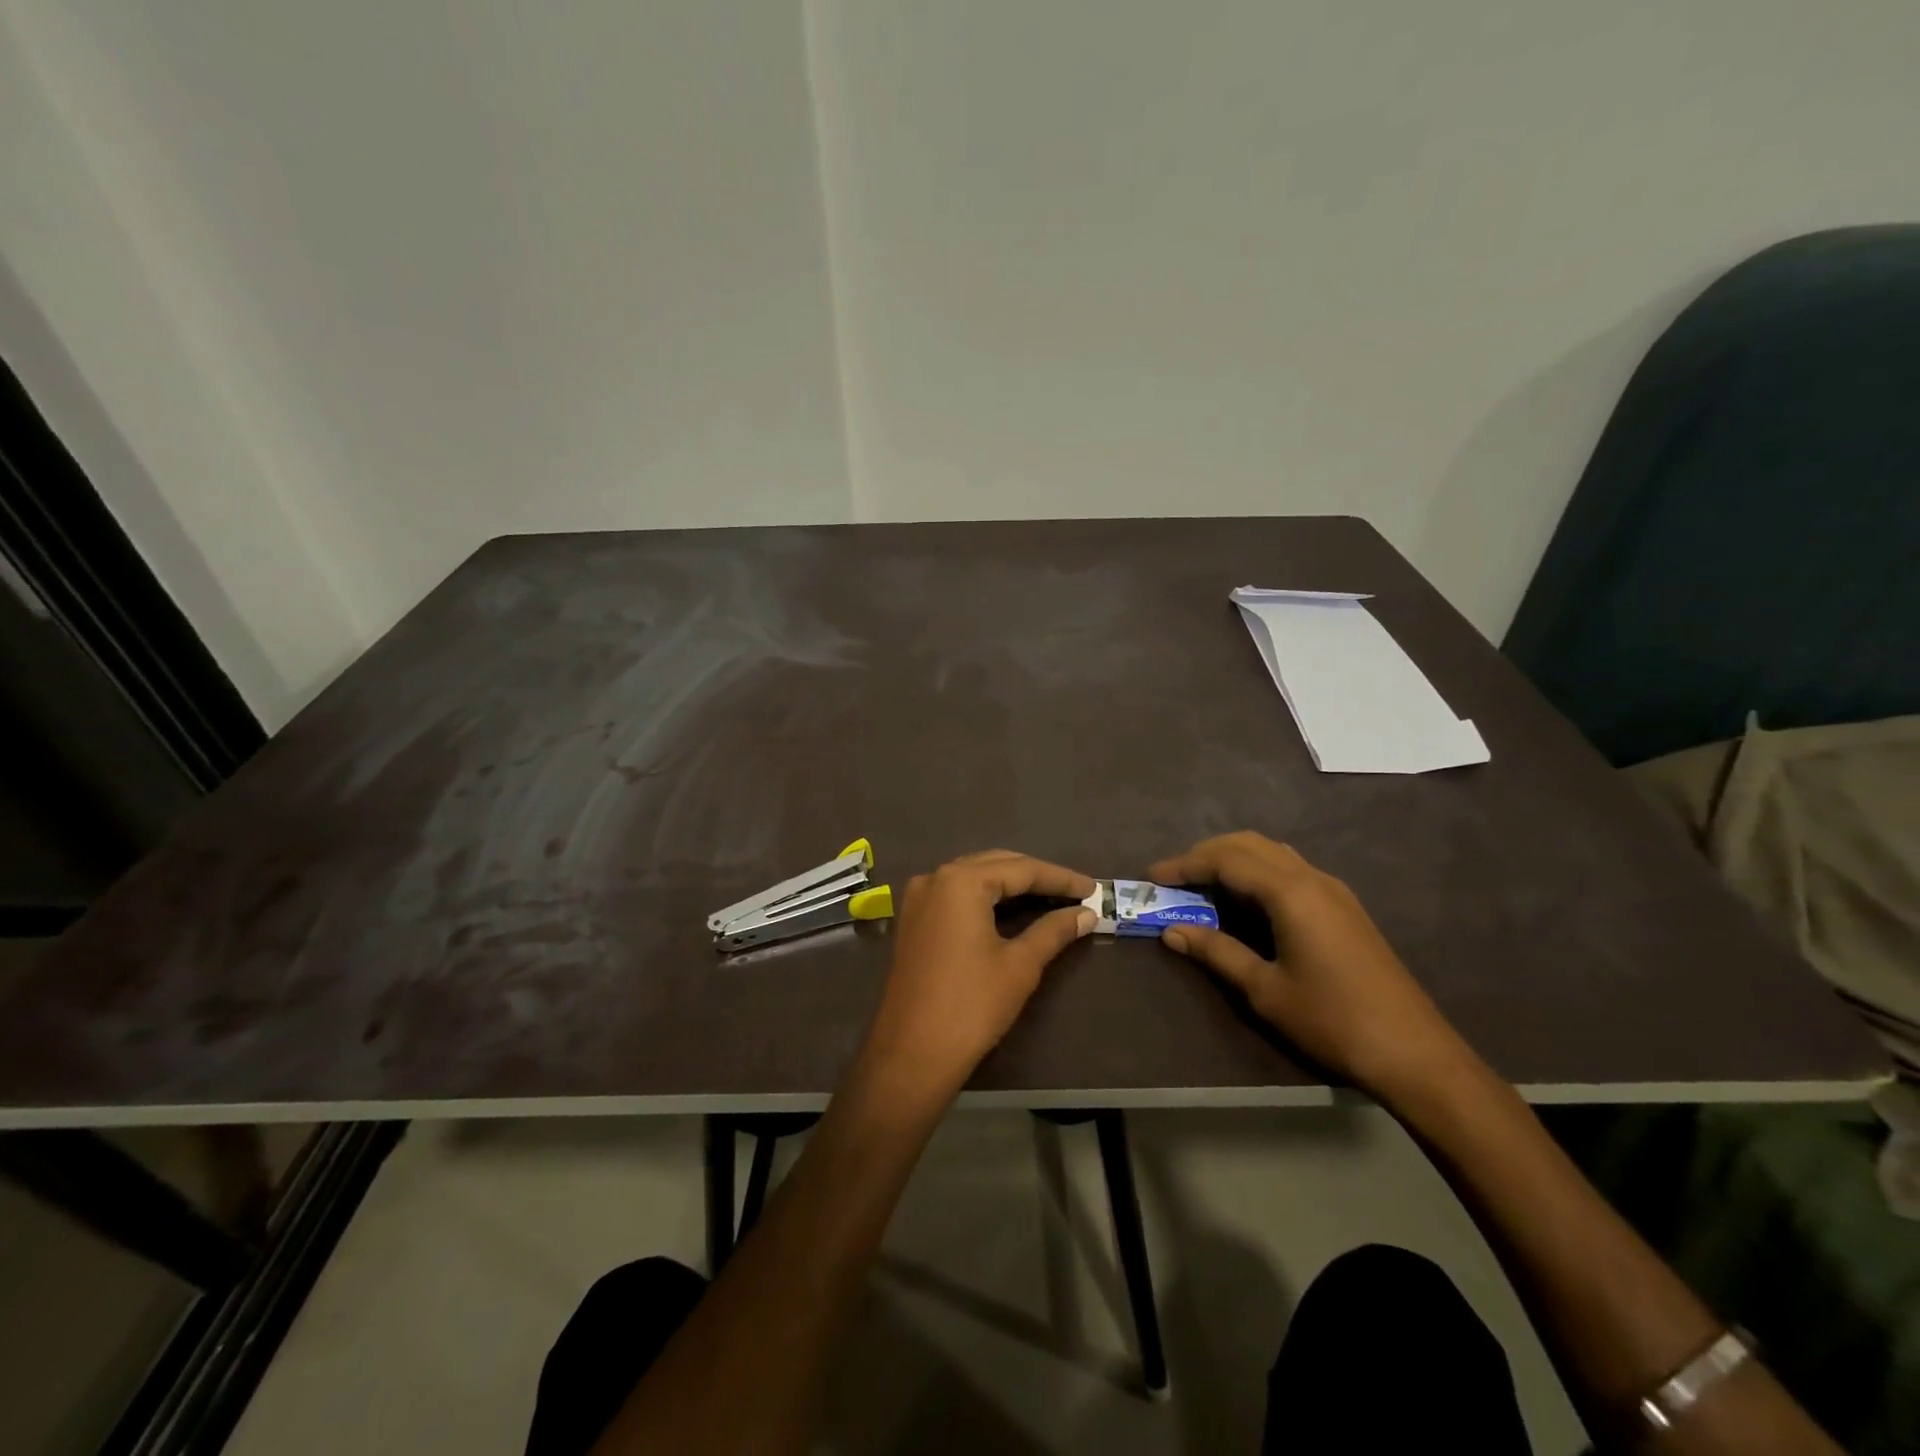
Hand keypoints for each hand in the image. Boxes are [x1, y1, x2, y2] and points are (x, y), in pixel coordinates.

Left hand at [859, 851, 1095, 1101]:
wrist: (912, 1053)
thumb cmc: (971, 1005)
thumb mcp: (1020, 965)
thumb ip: (1054, 930)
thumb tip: (1086, 914)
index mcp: (961, 880)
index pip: (1022, 869)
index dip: (1060, 878)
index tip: (1094, 889)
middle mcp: (936, 877)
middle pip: (996, 865)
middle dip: (1036, 877)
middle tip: (1076, 893)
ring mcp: (919, 897)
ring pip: (975, 877)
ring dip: (1012, 885)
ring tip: (1051, 899)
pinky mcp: (913, 919)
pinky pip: (956, 895)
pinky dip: (987, 897)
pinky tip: (1012, 910)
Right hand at [1149, 832, 1473, 1102]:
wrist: (1414, 1052)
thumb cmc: (1331, 1019)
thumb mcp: (1264, 989)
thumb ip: (1216, 952)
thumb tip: (1172, 931)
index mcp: (1290, 892)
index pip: (1226, 860)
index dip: (1185, 864)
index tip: (1153, 876)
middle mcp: (1312, 878)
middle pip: (1249, 844)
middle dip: (1207, 854)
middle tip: (1174, 877)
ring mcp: (1333, 890)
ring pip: (1273, 853)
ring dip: (1234, 859)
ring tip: (1203, 885)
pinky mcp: (1344, 907)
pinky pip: (1290, 870)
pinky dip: (1258, 872)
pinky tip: (1247, 901)